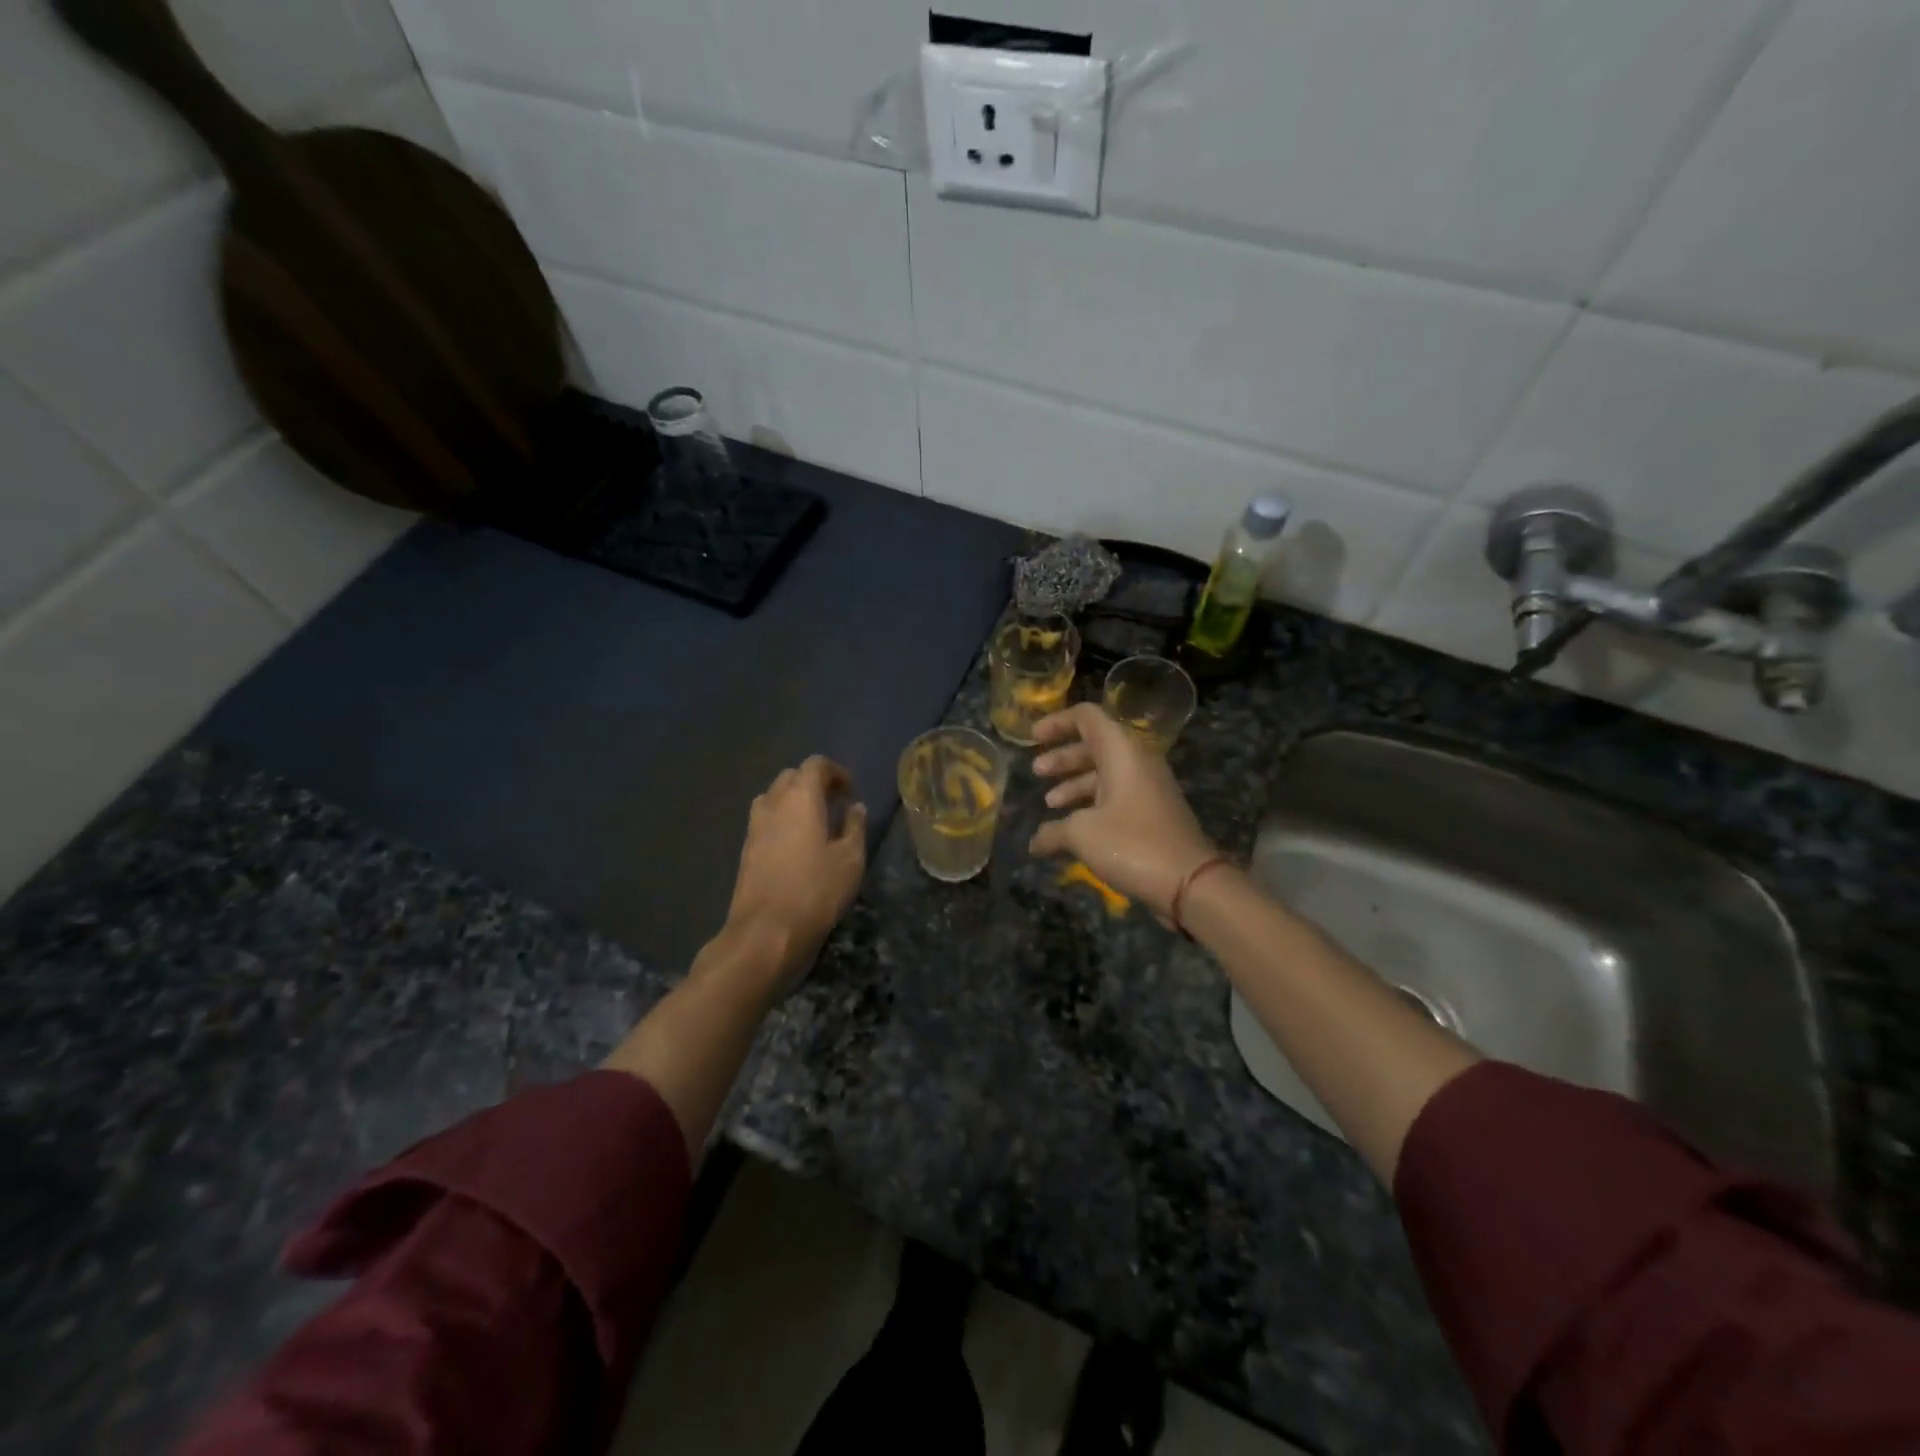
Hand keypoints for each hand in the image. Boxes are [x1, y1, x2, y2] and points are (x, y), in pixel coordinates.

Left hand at [726, 757, 867, 983]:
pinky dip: (783, 821)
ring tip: (816, 823)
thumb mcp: (850, 859)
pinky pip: (766, 820)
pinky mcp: (746, 849)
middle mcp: (773, 803)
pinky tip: (799, 846)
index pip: (815, 764)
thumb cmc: (816, 891)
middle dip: (814, 783)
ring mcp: (754, 826)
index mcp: (800, 797)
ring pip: (774, 797)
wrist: (765, 932)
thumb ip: (854, 827)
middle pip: (791, 777)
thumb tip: (854, 807)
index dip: (835, 772)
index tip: (851, 790)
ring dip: (795, 801)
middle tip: (836, 803)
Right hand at [1028, 703, 1217, 919]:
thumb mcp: (1082, 834)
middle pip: (1094, 744)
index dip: (1057, 722)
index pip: (1087, 717)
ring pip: (1104, 772)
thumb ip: (1053, 832)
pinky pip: (1116, 794)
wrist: (1189, 881)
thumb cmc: (1132, 843)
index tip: (1032, 738)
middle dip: (1062, 756)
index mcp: (1122, 751)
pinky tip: (1071, 826)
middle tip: (1036, 771)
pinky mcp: (1152, 811)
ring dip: (1074, 782)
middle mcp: (1137, 761)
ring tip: (1050, 802)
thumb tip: (1034, 842)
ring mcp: (1148, 786)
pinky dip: (1091, 802)